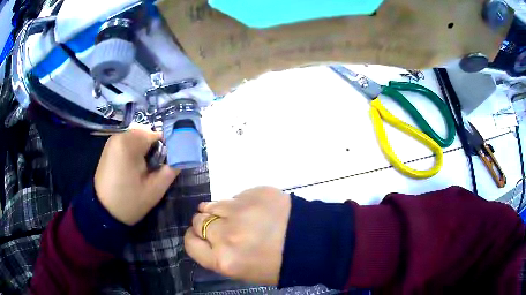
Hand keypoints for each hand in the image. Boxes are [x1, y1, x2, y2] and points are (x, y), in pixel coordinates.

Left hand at [95, 129, 179, 225]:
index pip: (157, 135)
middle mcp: (119, 136)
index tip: (169, 164)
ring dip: (145, 151)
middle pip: (146, 136)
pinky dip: (135, 153)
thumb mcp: (155, 189)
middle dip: (154, 150)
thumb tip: (183, 156)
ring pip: (137, 139)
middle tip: (155, 170)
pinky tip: (134, 169)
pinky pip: (128, 144)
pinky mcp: (109, 149)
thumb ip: (171, 169)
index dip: (167, 148)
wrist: (103, 213)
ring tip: (145, 171)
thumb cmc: (129, 202)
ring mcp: (112, 141)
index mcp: (129, 143)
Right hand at [184, 187, 290, 284]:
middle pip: (198, 222)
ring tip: (233, 216)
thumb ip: (219, 257)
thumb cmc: (277, 264)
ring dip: (217, 211)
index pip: (190, 244)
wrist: (310, 242)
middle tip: (221, 228)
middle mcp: (225, 235)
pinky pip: (233, 197)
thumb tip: (207, 239)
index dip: (193, 239)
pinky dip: (237, 204)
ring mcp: (238, 210)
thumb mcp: (243, 272)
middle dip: (205, 225)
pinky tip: (251, 210)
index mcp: (223, 260)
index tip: (200, 237)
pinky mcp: (252, 193)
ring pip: (211, 205)